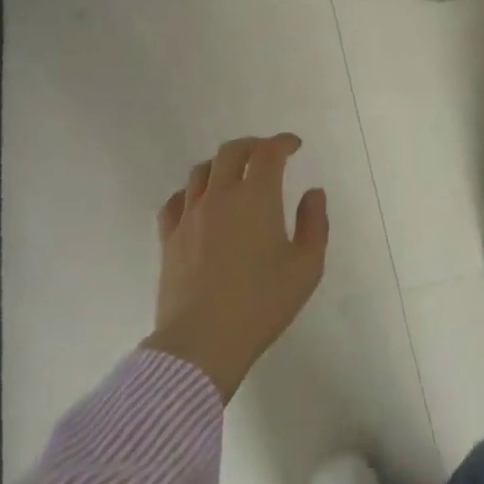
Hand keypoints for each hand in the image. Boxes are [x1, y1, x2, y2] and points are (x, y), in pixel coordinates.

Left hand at [141, 134, 328, 400]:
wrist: (203, 341)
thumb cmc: (262, 303)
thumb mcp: (307, 266)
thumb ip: (315, 223)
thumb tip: (313, 193)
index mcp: (256, 197)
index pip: (268, 153)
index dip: (282, 142)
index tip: (294, 146)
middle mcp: (219, 196)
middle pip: (231, 152)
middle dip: (252, 146)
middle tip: (267, 154)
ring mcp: (189, 215)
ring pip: (201, 171)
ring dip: (221, 165)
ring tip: (234, 175)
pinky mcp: (169, 237)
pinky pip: (176, 200)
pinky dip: (192, 191)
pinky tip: (198, 202)